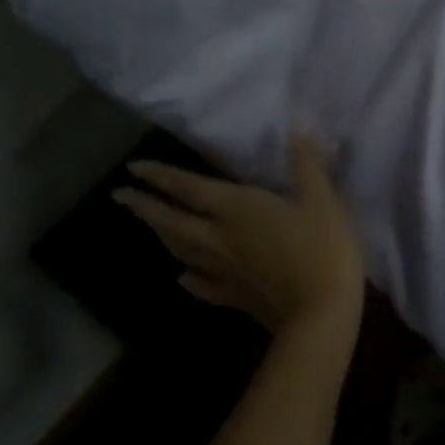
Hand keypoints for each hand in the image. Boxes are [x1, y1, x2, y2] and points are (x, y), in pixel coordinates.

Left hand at [114, 134, 365, 337]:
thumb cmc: (323, 250)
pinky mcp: (233, 296)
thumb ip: (306, 165)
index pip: (190, 188)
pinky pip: (201, 284)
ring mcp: (224, 270)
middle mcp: (220, 238)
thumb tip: (297, 130)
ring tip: (150, 225)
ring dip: (162, 235)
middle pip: (173, 221)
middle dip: (146, 206)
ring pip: (182, 250)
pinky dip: (188, 277)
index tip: (133, 168)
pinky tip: (183, 277)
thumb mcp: (323, 200)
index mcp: (238, 209)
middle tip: (121, 196)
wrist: (321, 314)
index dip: (161, 176)